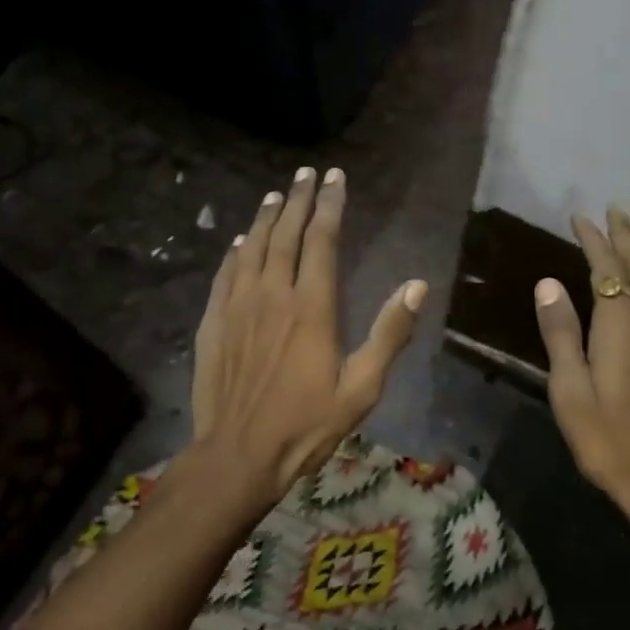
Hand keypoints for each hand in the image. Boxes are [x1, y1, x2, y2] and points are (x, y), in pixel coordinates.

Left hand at [187, 166, 426, 500]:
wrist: (238, 455)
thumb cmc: (306, 425)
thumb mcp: (361, 388)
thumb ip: (389, 333)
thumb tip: (417, 285)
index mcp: (312, 306)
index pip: (322, 240)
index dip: (330, 205)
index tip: (335, 177)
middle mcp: (273, 294)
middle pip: (285, 234)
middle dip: (298, 199)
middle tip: (306, 173)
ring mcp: (238, 307)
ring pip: (252, 248)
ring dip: (265, 218)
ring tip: (275, 195)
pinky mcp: (213, 323)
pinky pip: (225, 275)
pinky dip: (235, 252)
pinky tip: (239, 242)